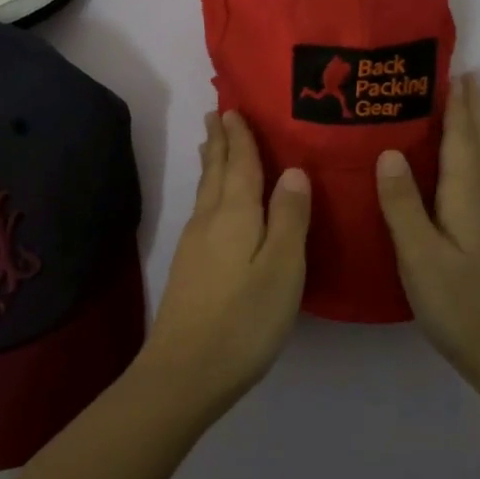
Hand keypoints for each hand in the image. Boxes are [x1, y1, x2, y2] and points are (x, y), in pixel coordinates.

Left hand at [141, 111, 310, 416]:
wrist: (185, 371)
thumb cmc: (244, 319)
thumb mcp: (282, 269)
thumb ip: (290, 218)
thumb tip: (294, 171)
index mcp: (236, 215)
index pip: (241, 164)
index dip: (240, 136)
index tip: (234, 107)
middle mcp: (211, 220)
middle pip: (217, 171)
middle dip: (220, 141)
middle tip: (217, 113)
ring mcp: (195, 244)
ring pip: (206, 190)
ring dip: (212, 163)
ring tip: (212, 144)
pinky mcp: (189, 266)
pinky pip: (203, 209)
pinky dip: (209, 190)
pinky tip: (212, 202)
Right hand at [375, 73, 479, 397]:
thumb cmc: (460, 306)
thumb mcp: (420, 257)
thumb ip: (403, 204)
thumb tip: (388, 150)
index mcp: (467, 198)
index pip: (461, 139)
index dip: (457, 105)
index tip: (452, 68)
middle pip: (479, 143)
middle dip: (472, 108)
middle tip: (464, 74)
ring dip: (477, 128)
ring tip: (467, 106)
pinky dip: (476, 155)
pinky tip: (467, 165)